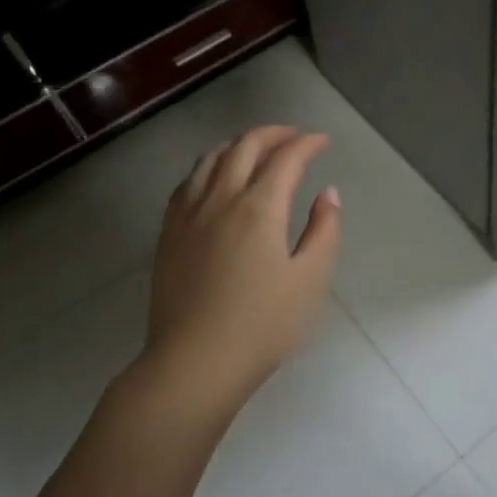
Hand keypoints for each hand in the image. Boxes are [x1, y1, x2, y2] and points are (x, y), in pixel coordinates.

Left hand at [139, 125, 341, 406]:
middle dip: (273, 134)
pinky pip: (188, 182)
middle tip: (294, 137)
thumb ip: (324, 230)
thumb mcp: (311, 280)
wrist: (195, 362)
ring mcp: (188, 214)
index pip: (286, 158)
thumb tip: (327, 194)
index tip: (323, 141)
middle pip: (244, 147)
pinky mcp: (168, 233)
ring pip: (210, 159)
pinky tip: (215, 179)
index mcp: (259, 208)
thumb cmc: (263, 325)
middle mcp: (220, 199)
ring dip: (238, 145)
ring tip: (256, 149)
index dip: (307, 144)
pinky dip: (209, 167)